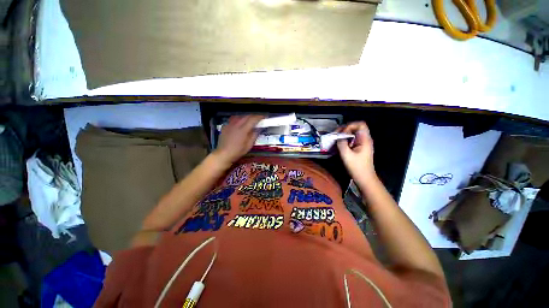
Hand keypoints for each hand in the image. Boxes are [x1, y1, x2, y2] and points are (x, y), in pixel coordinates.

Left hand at [214, 115, 263, 165]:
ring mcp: (229, 124)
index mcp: (243, 130)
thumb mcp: (248, 146)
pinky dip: (238, 119)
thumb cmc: (237, 152)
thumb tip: (258, 129)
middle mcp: (236, 125)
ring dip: (246, 117)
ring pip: (239, 116)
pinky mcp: (225, 126)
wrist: (223, 154)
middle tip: (258, 119)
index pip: (253, 119)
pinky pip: (233, 119)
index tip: (264, 117)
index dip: (259, 117)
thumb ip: (254, 136)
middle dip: (253, 116)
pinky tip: (239, 123)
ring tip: (249, 120)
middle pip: (246, 116)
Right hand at [337, 121, 375, 182]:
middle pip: (356, 127)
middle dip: (345, 129)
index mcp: (365, 139)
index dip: (350, 126)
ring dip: (344, 135)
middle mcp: (365, 139)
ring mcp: (362, 144)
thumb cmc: (357, 167)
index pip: (360, 124)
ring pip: (353, 133)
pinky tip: (339, 144)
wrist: (364, 178)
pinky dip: (345, 140)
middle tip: (335, 135)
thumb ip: (342, 143)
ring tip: (335, 139)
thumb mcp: (347, 155)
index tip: (341, 133)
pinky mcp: (359, 148)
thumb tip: (338, 137)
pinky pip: (352, 139)